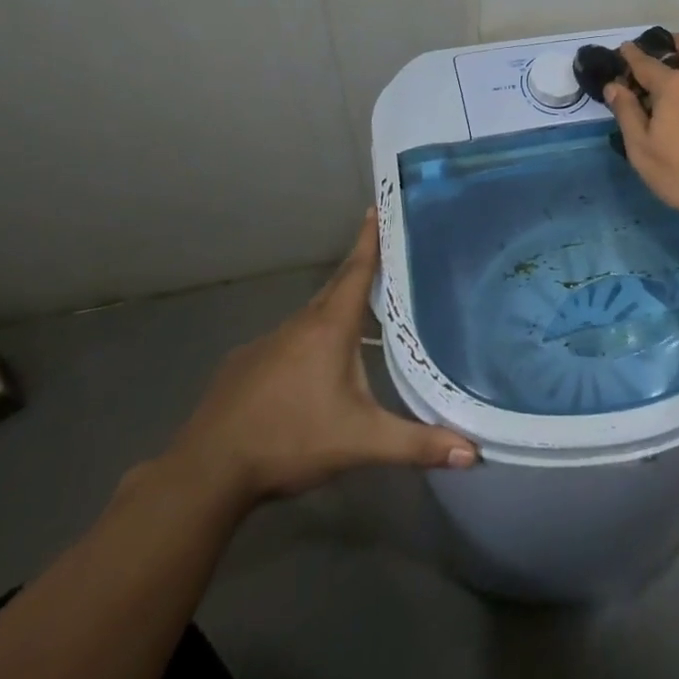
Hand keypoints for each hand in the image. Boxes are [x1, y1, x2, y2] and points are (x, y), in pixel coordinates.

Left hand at [165, 211, 476, 508]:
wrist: (205, 472)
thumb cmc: (290, 441)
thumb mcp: (360, 443)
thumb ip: (416, 444)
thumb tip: (473, 452)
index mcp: (329, 328)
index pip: (357, 270)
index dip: (370, 239)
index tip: (378, 206)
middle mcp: (298, 325)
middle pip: (336, 288)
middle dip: (359, 269)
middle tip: (383, 255)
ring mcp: (266, 343)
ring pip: (309, 317)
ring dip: (333, 310)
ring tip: (357, 319)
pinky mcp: (242, 366)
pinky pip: (285, 342)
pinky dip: (304, 342)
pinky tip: (309, 370)